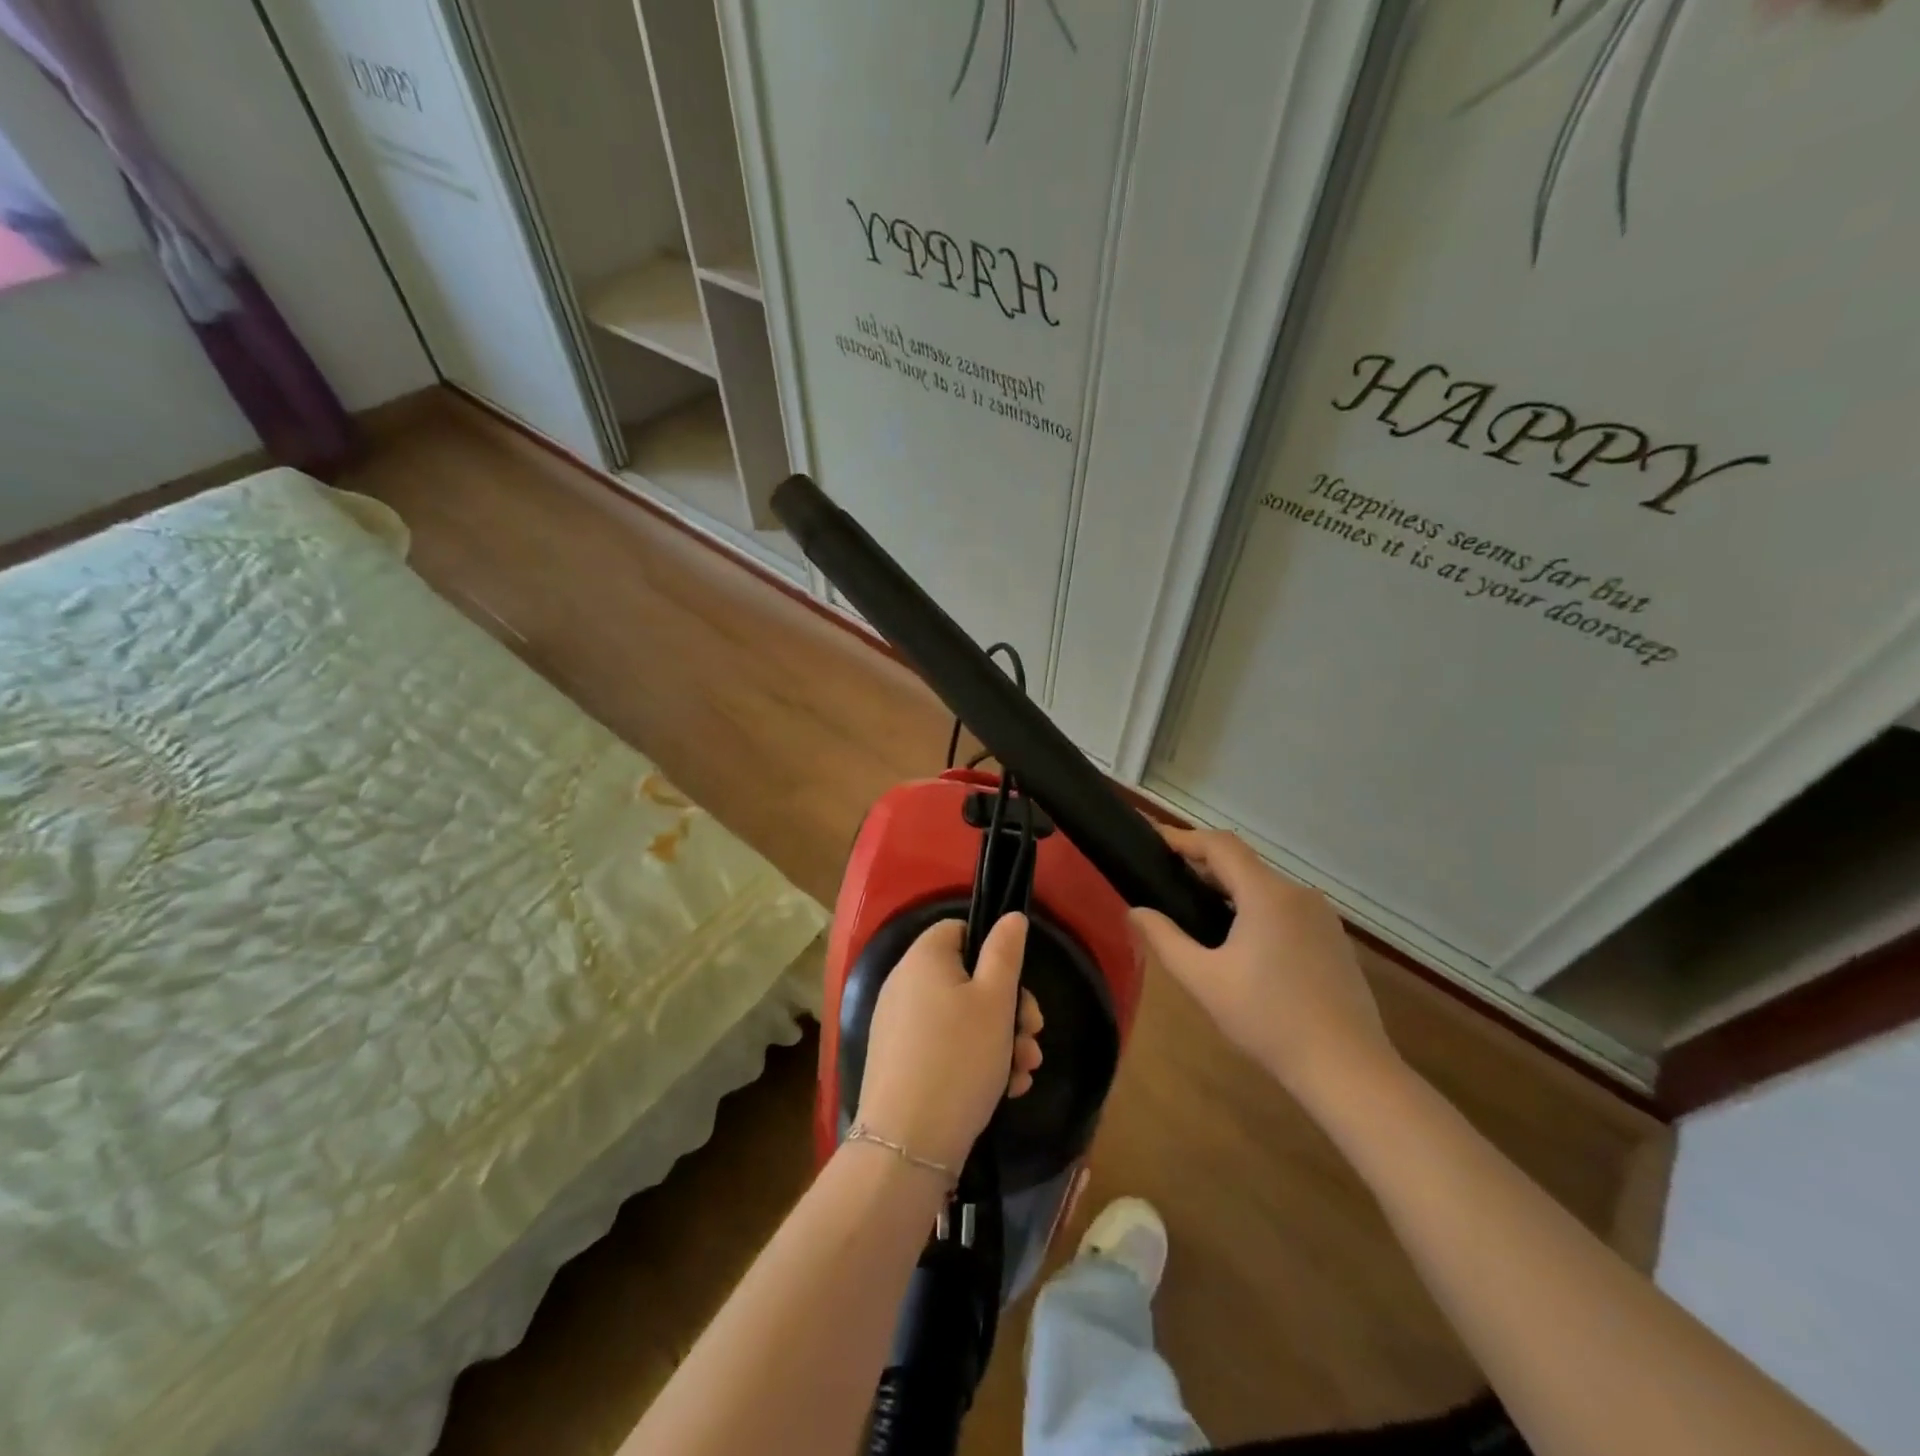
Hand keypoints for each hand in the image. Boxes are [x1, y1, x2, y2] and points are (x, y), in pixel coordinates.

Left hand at [855, 914, 1043, 1171]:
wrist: (907, 1143)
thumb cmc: (959, 1058)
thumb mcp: (995, 1000)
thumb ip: (1006, 952)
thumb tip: (1010, 916)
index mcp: (923, 958)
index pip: (959, 930)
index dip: (993, 951)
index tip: (1017, 984)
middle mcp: (905, 984)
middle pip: (967, 978)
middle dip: (1009, 1008)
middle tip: (1033, 1035)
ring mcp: (900, 1025)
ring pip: (962, 1018)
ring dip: (1001, 1040)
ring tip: (1026, 1071)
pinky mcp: (901, 1061)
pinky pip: (946, 1046)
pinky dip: (976, 1061)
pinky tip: (1007, 1090)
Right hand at [1129, 827, 1396, 1100]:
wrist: (1348, 1068)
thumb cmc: (1268, 1020)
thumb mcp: (1204, 981)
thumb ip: (1165, 940)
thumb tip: (1135, 911)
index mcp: (1267, 894)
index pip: (1220, 845)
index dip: (1185, 838)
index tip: (1154, 840)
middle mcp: (1298, 893)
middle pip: (1243, 863)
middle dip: (1204, 865)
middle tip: (1167, 880)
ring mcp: (1322, 916)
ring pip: (1266, 886)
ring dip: (1230, 889)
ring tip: (1197, 910)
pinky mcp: (1334, 938)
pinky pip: (1286, 907)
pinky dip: (1256, 908)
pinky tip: (1241, 941)